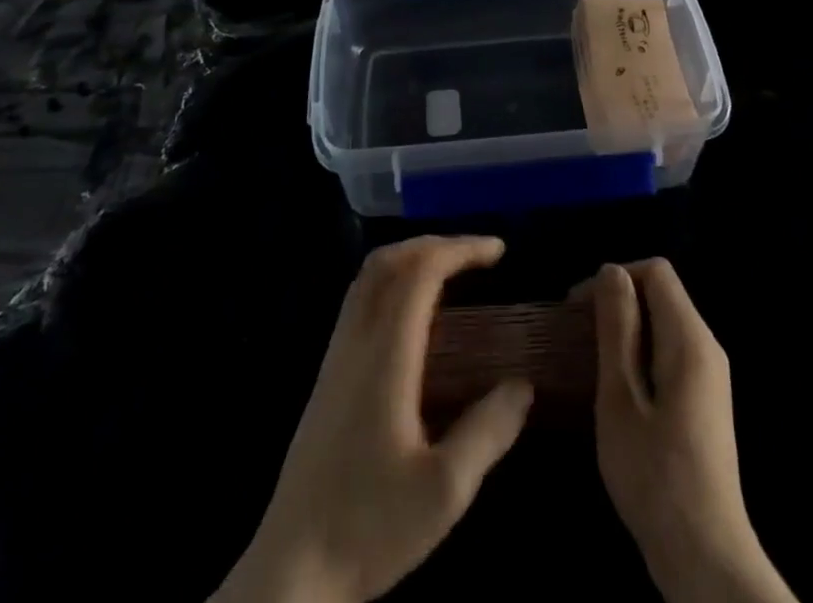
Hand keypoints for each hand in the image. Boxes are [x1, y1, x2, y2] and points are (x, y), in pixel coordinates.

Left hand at [214, 236, 532, 602]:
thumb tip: (523, 385)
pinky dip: (393, 281)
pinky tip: (415, 316)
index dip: (461, 249)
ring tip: (451, 272)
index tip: (499, 251)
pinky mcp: (327, 374)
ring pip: (368, 277)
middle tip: (477, 255)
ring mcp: (336, 355)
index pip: (421, 272)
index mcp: (385, 355)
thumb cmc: (368, 528)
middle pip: (389, 260)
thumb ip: (488, 431)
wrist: (289, 572)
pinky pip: (360, 300)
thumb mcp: (444, 491)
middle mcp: (356, 341)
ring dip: (411, 258)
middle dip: (436, 244)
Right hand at [587, 260, 795, 602]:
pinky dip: (639, 351)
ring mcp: (709, 375)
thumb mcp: (621, 397)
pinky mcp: (704, 400)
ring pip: (663, 322)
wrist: (704, 556)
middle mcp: (706, 346)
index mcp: (690, 339)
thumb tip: (612, 271)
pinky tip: (615, 384)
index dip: (614, 277)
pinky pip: (669, 351)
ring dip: (625, 327)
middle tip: (576, 333)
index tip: (577, 308)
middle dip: (617, 301)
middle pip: (661, 293)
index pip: (655, 271)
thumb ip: (617, 329)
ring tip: (589, 357)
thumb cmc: (655, 475)